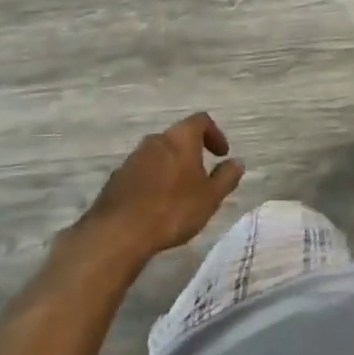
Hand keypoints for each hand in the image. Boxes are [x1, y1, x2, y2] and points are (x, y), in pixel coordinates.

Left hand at [83, 113, 244, 258]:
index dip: (214, 134)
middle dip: (191, 152)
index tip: (221, 155)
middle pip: (177, 137)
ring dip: (171, 167)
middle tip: (201, 175)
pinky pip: (141, 172)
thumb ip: (226, 177)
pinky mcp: (116, 178)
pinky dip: (153, 181)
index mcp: (180, 138)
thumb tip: (237, 162)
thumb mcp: (210, 197)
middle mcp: (155, 140)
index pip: (201, 121)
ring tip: (179, 193)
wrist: (118, 233)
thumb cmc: (172, 209)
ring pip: (158, 155)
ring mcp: (132, 159)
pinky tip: (156, 205)